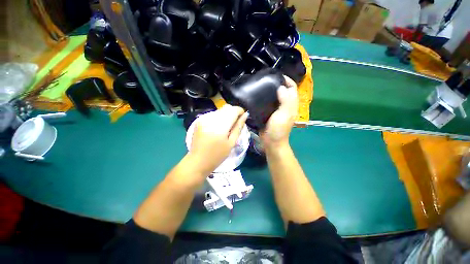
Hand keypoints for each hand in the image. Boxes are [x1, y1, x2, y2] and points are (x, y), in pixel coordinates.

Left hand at [189, 105, 248, 174]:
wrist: (197, 161)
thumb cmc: (217, 156)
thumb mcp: (231, 143)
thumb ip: (238, 127)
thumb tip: (245, 115)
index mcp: (220, 126)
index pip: (233, 110)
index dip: (240, 111)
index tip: (243, 117)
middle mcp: (211, 118)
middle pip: (226, 107)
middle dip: (234, 112)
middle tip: (236, 123)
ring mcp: (203, 118)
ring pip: (220, 110)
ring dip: (226, 115)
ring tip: (227, 127)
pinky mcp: (199, 120)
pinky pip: (213, 114)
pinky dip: (219, 118)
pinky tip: (218, 127)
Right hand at [260, 76, 297, 148]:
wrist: (271, 141)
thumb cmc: (278, 129)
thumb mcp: (284, 115)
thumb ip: (285, 101)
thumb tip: (282, 87)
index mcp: (291, 105)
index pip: (292, 88)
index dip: (287, 80)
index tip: (277, 75)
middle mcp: (286, 106)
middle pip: (284, 91)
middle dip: (278, 84)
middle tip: (267, 79)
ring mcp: (277, 110)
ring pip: (276, 96)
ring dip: (271, 90)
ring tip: (262, 85)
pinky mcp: (270, 114)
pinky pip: (269, 103)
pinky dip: (266, 98)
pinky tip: (259, 96)